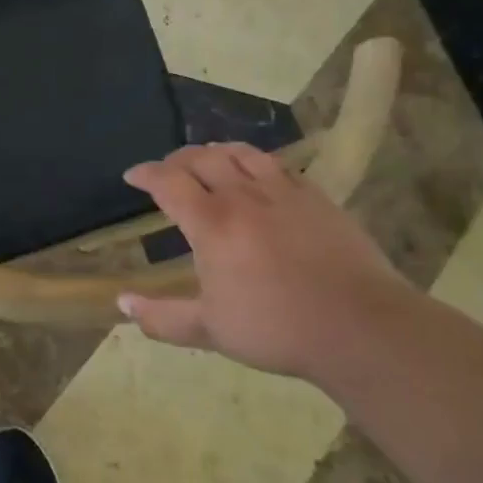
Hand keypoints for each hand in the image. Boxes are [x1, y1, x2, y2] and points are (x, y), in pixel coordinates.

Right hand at [118, 142, 411, 377]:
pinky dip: (255, 162)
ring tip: (208, 159)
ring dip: (215, 152)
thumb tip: (122, 303)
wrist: (361, 326)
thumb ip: (161, 317)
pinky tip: (258, 175)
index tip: (132, 175)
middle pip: (202, 159)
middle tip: (168, 170)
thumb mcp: (210, 330)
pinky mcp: (316, 197)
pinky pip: (278, 166)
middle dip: (177, 159)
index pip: (168, 182)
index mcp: (211, 223)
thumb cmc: (277, 329)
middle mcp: (242, 196)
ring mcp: (283, 192)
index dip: (146, 174)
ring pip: (241, 153)